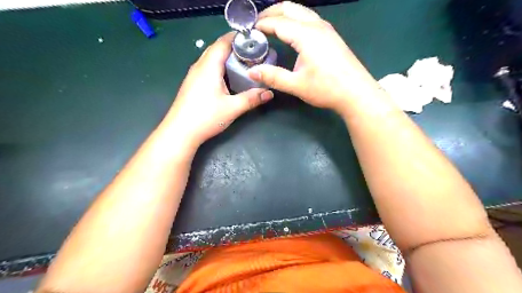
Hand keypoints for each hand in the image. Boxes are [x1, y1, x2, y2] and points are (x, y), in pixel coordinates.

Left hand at [166, 32, 273, 145]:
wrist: (180, 132)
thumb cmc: (206, 117)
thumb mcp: (232, 108)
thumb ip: (252, 99)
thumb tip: (270, 93)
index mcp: (209, 66)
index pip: (223, 42)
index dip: (238, 38)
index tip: (254, 39)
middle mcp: (199, 66)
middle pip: (217, 48)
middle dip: (234, 47)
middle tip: (252, 52)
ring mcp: (194, 75)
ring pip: (211, 58)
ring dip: (226, 57)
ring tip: (244, 62)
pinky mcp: (192, 84)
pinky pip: (208, 68)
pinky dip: (220, 67)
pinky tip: (229, 77)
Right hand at [249, 2, 379, 114]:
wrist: (356, 93)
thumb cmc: (326, 89)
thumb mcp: (296, 85)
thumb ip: (273, 77)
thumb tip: (251, 72)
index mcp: (306, 35)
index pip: (278, 22)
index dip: (261, 25)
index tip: (249, 31)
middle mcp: (316, 26)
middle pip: (289, 8)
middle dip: (271, 13)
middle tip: (257, 24)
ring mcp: (326, 29)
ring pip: (301, 11)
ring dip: (284, 14)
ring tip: (271, 24)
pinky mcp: (331, 35)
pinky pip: (309, 18)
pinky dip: (295, 19)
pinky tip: (291, 31)